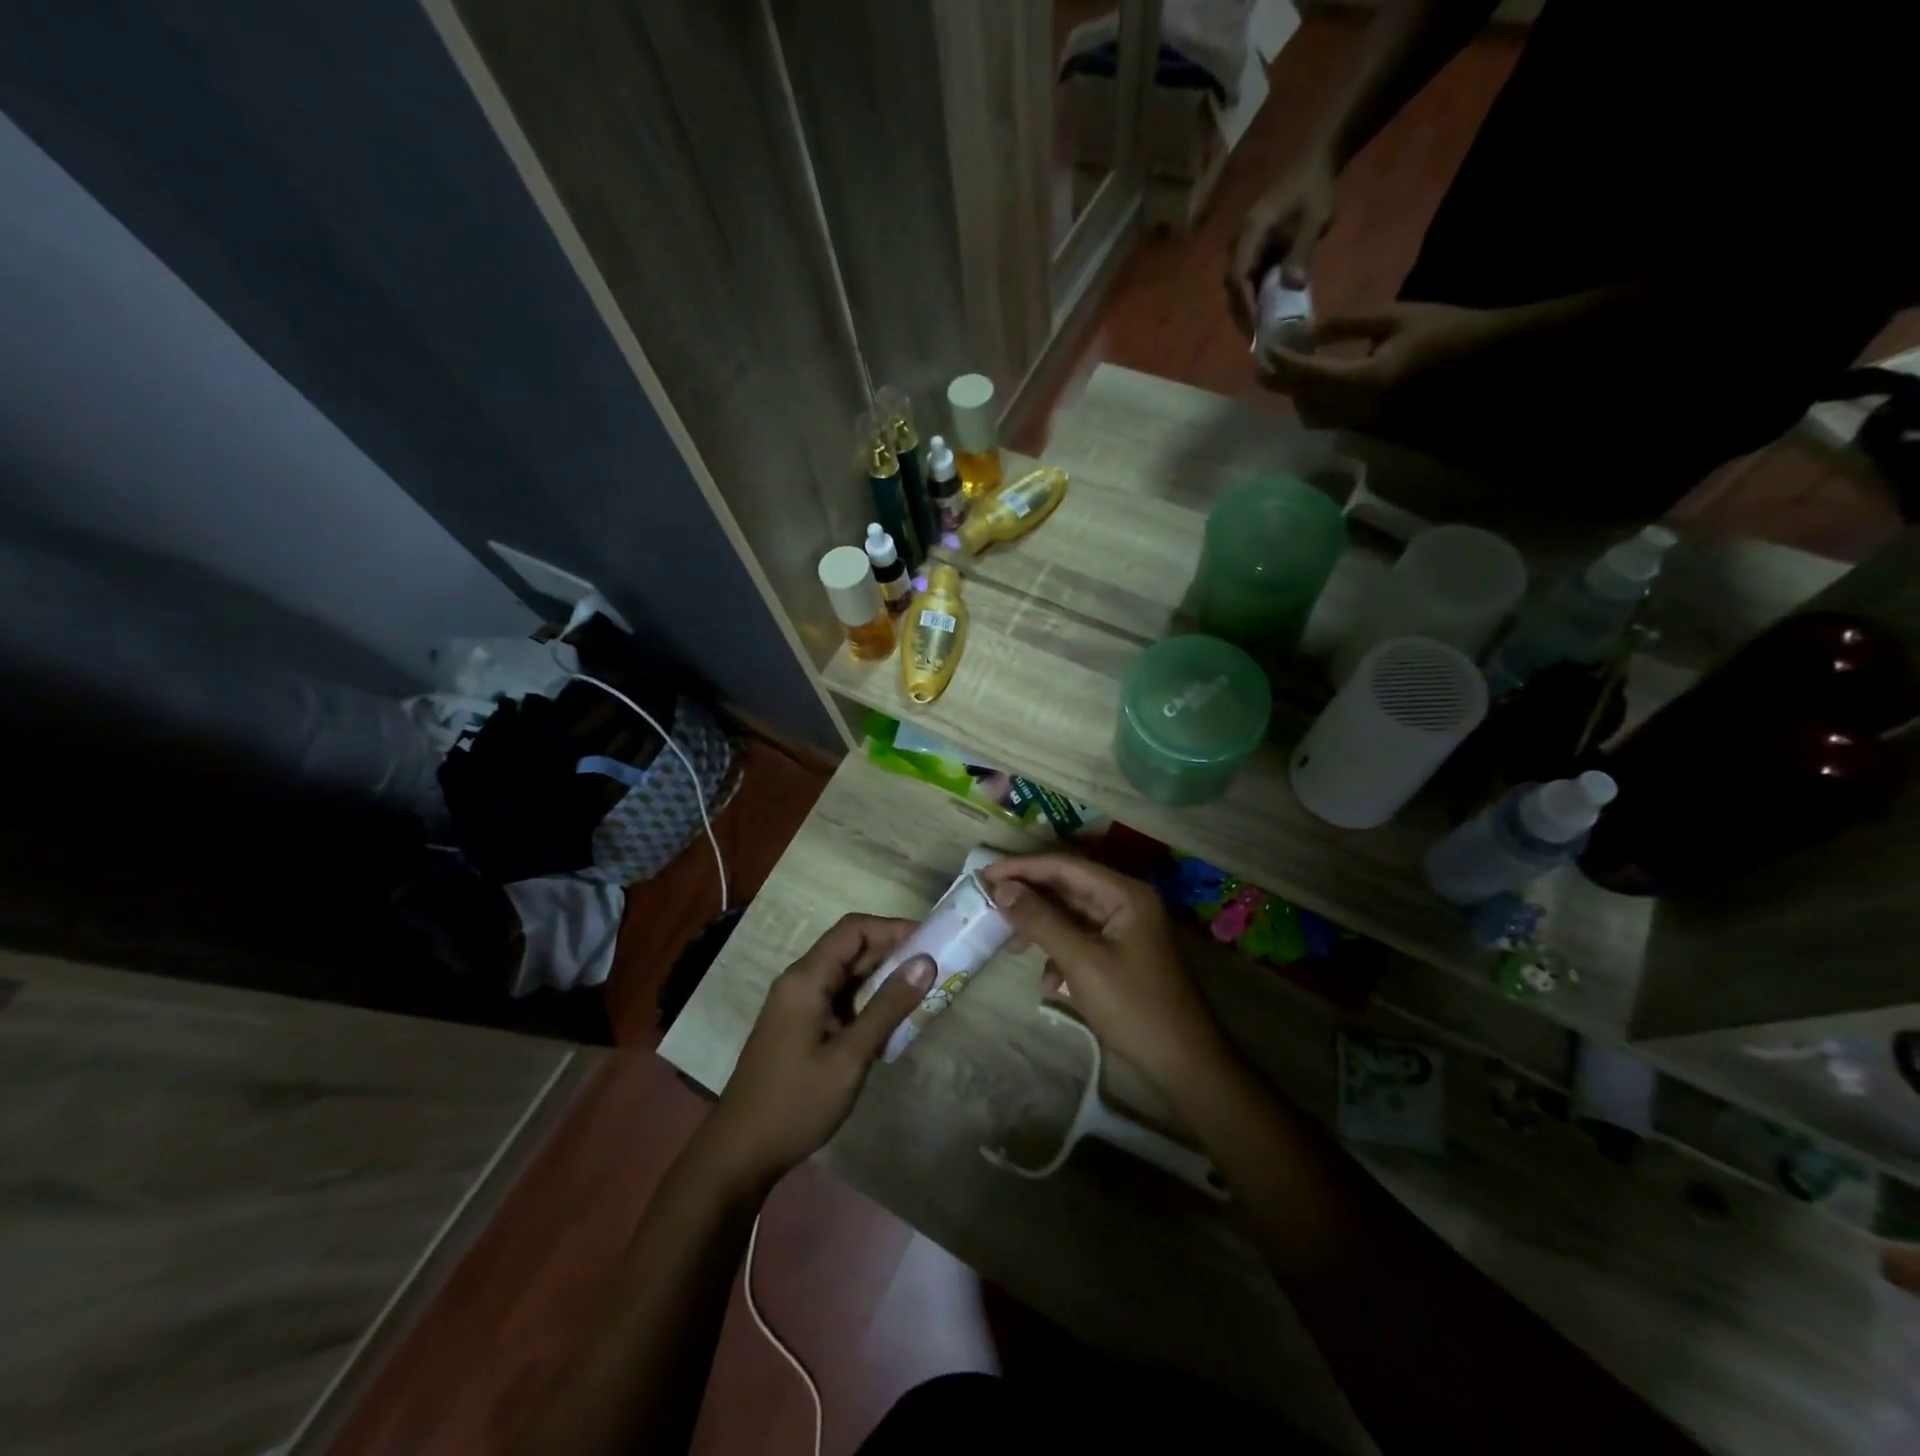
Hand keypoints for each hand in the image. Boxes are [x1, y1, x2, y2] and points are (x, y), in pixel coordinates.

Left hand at [703, 915, 933, 1187]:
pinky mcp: (799, 1026)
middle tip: (935, 969)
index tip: (931, 941)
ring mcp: (797, 1005)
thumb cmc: (796, 1102)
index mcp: (806, 978)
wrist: (740, 1153)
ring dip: (882, 980)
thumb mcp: (850, 1056)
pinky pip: (838, 999)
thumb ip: (887, 1007)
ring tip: (922, 994)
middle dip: (893, 953)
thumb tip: (925, 962)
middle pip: (850, 949)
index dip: (893, 927)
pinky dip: (867, 1002)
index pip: (854, 929)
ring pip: (846, 975)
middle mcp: (799, 981)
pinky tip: (892, 1023)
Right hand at [980, 855, 1228, 1093]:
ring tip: (1012, 946)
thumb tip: (1002, 888)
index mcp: (1125, 893)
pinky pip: (1082, 941)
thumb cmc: (1134, 1006)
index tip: (985, 875)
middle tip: (990, 906)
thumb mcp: (1081, 961)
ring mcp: (1125, 929)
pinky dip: (1060, 955)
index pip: (1065, 866)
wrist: (1184, 1063)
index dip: (1023, 867)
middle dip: (1030, 897)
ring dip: (1042, 928)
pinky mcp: (1121, 955)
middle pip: (1068, 887)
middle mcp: (1127, 902)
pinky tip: (1048, 984)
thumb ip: (1041, 920)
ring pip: (1072, 916)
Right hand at [1226, 152, 1337, 332]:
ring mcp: (1245, 249)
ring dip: (1247, 311)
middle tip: (1257, 340)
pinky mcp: (1253, 253)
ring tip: (1260, 333)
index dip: (1246, 305)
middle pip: (1234, 287)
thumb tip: (1292, 286)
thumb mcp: (1315, 220)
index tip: (1256, 327)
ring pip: (1238, 288)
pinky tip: (1265, 316)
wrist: (1315, 163)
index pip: (1239, 277)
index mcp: (1250, 234)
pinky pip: (1248, 282)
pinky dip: (1254, 300)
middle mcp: (1240, 244)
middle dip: (1244, 314)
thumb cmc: (1315, 189)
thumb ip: (1302, 252)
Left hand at [1259, 301, 1504, 432]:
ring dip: (1297, 398)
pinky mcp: (1372, 429)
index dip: (1282, 364)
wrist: (1486, 361)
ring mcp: (1365, 424)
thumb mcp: (1394, 318)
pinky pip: (1332, 421)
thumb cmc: (1444, 331)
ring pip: (1315, 417)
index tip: (1263, 352)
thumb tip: (1308, 331)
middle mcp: (1358, 410)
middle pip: (1304, 402)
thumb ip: (1347, 325)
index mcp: (1364, 380)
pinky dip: (1316, 405)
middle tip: (1264, 368)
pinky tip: (1314, 387)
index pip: (1308, 375)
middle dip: (1282, 385)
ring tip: (1287, 376)